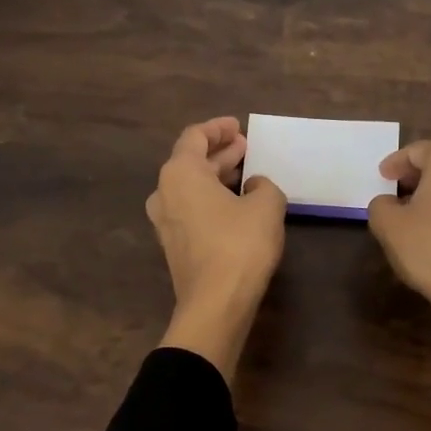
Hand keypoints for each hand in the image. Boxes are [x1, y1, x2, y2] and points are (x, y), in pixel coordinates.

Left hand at [147, 117, 285, 377]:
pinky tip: (236, 205)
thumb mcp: (266, 206)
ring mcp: (165, 222)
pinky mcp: (174, 246)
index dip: (218, 128)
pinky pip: (192, 210)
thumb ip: (263, 186)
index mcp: (180, 173)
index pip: (195, 137)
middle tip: (246, 149)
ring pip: (191, 188)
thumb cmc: (240, 245)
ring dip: (216, 177)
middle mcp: (164, 193)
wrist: (215, 303)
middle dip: (220, 153)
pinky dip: (211, 199)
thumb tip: (254, 186)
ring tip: (245, 174)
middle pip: (191, 162)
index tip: (238, 127)